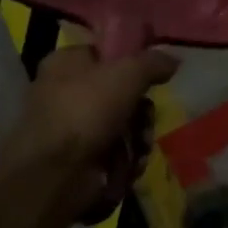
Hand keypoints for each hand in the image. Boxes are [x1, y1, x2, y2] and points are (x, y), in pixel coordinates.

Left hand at [0, 46, 178, 221]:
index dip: (131, 61)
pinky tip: (131, 165)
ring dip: (139, 136)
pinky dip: (127, 159)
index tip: (152, 74)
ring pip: (122, 125)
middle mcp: (64, 92)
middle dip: (141, 110)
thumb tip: (173, 60)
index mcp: (66, 62)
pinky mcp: (79, 160)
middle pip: (120, 92)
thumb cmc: (86, 109)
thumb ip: (154, 61)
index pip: (105, 52)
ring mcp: (71, 129)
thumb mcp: (129, 72)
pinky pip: (115, 152)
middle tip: (146, 117)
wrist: (54, 174)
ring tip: (141, 146)